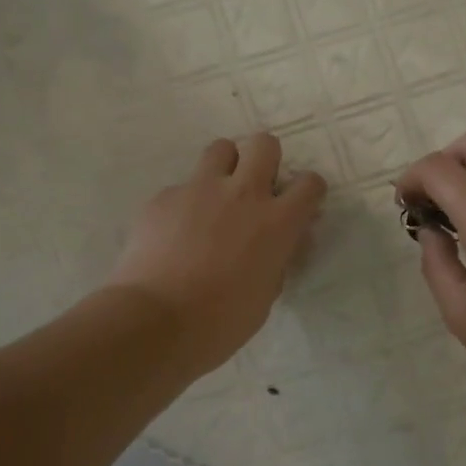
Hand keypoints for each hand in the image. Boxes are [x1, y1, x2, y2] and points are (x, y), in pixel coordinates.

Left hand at [107, 134, 326, 377]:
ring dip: (224, 167)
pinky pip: (181, 187)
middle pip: (264, 144)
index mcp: (276, 222)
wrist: (155, 320)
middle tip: (255, 187)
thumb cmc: (220, 321)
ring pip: (220, 148)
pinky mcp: (163, 197)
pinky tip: (173, 233)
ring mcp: (199, 189)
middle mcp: (242, 194)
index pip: (310, 183)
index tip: (299, 205)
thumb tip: (278, 245)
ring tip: (214, 197)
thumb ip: (276, 259)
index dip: (308, 191)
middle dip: (265, 159)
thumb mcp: (265, 294)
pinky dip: (184, 204)